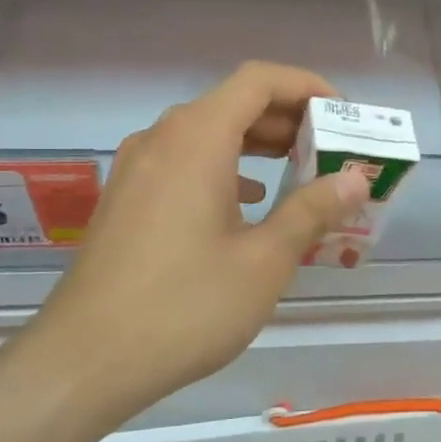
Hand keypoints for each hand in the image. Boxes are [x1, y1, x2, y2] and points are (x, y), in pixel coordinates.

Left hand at [37, 62, 370, 408]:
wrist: (86, 360)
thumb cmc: (186, 306)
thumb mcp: (265, 260)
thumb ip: (312, 210)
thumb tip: (354, 179)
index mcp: (197, 139)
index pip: (258, 80)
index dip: (306, 86)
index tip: (343, 114)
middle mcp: (161, 140)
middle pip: (233, 103)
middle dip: (288, 120)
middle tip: (332, 149)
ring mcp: (137, 170)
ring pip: (207, 134)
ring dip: (257, 145)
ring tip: (300, 173)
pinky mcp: (126, 200)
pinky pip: (185, 163)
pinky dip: (226, 169)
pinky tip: (249, 204)